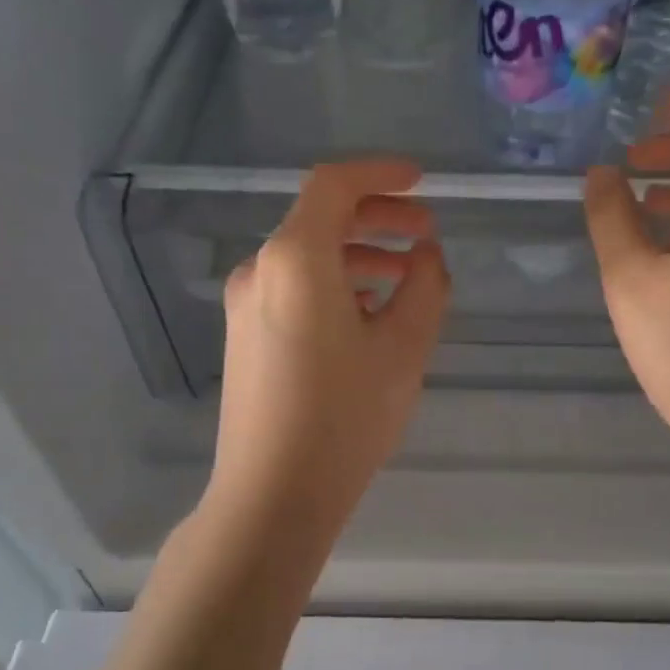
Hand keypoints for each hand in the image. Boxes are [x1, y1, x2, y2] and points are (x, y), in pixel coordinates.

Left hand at [209, 160, 449, 542]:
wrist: (273, 494)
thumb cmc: (345, 418)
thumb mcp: (404, 349)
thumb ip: (425, 287)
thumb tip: (424, 256)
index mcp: (296, 259)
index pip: (334, 185)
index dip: (381, 175)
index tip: (422, 183)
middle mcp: (261, 271)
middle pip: (319, 219)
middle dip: (377, 218)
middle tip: (425, 236)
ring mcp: (245, 306)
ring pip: (307, 258)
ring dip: (358, 255)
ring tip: (405, 278)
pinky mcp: (244, 337)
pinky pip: (294, 290)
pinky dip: (334, 285)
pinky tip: (368, 316)